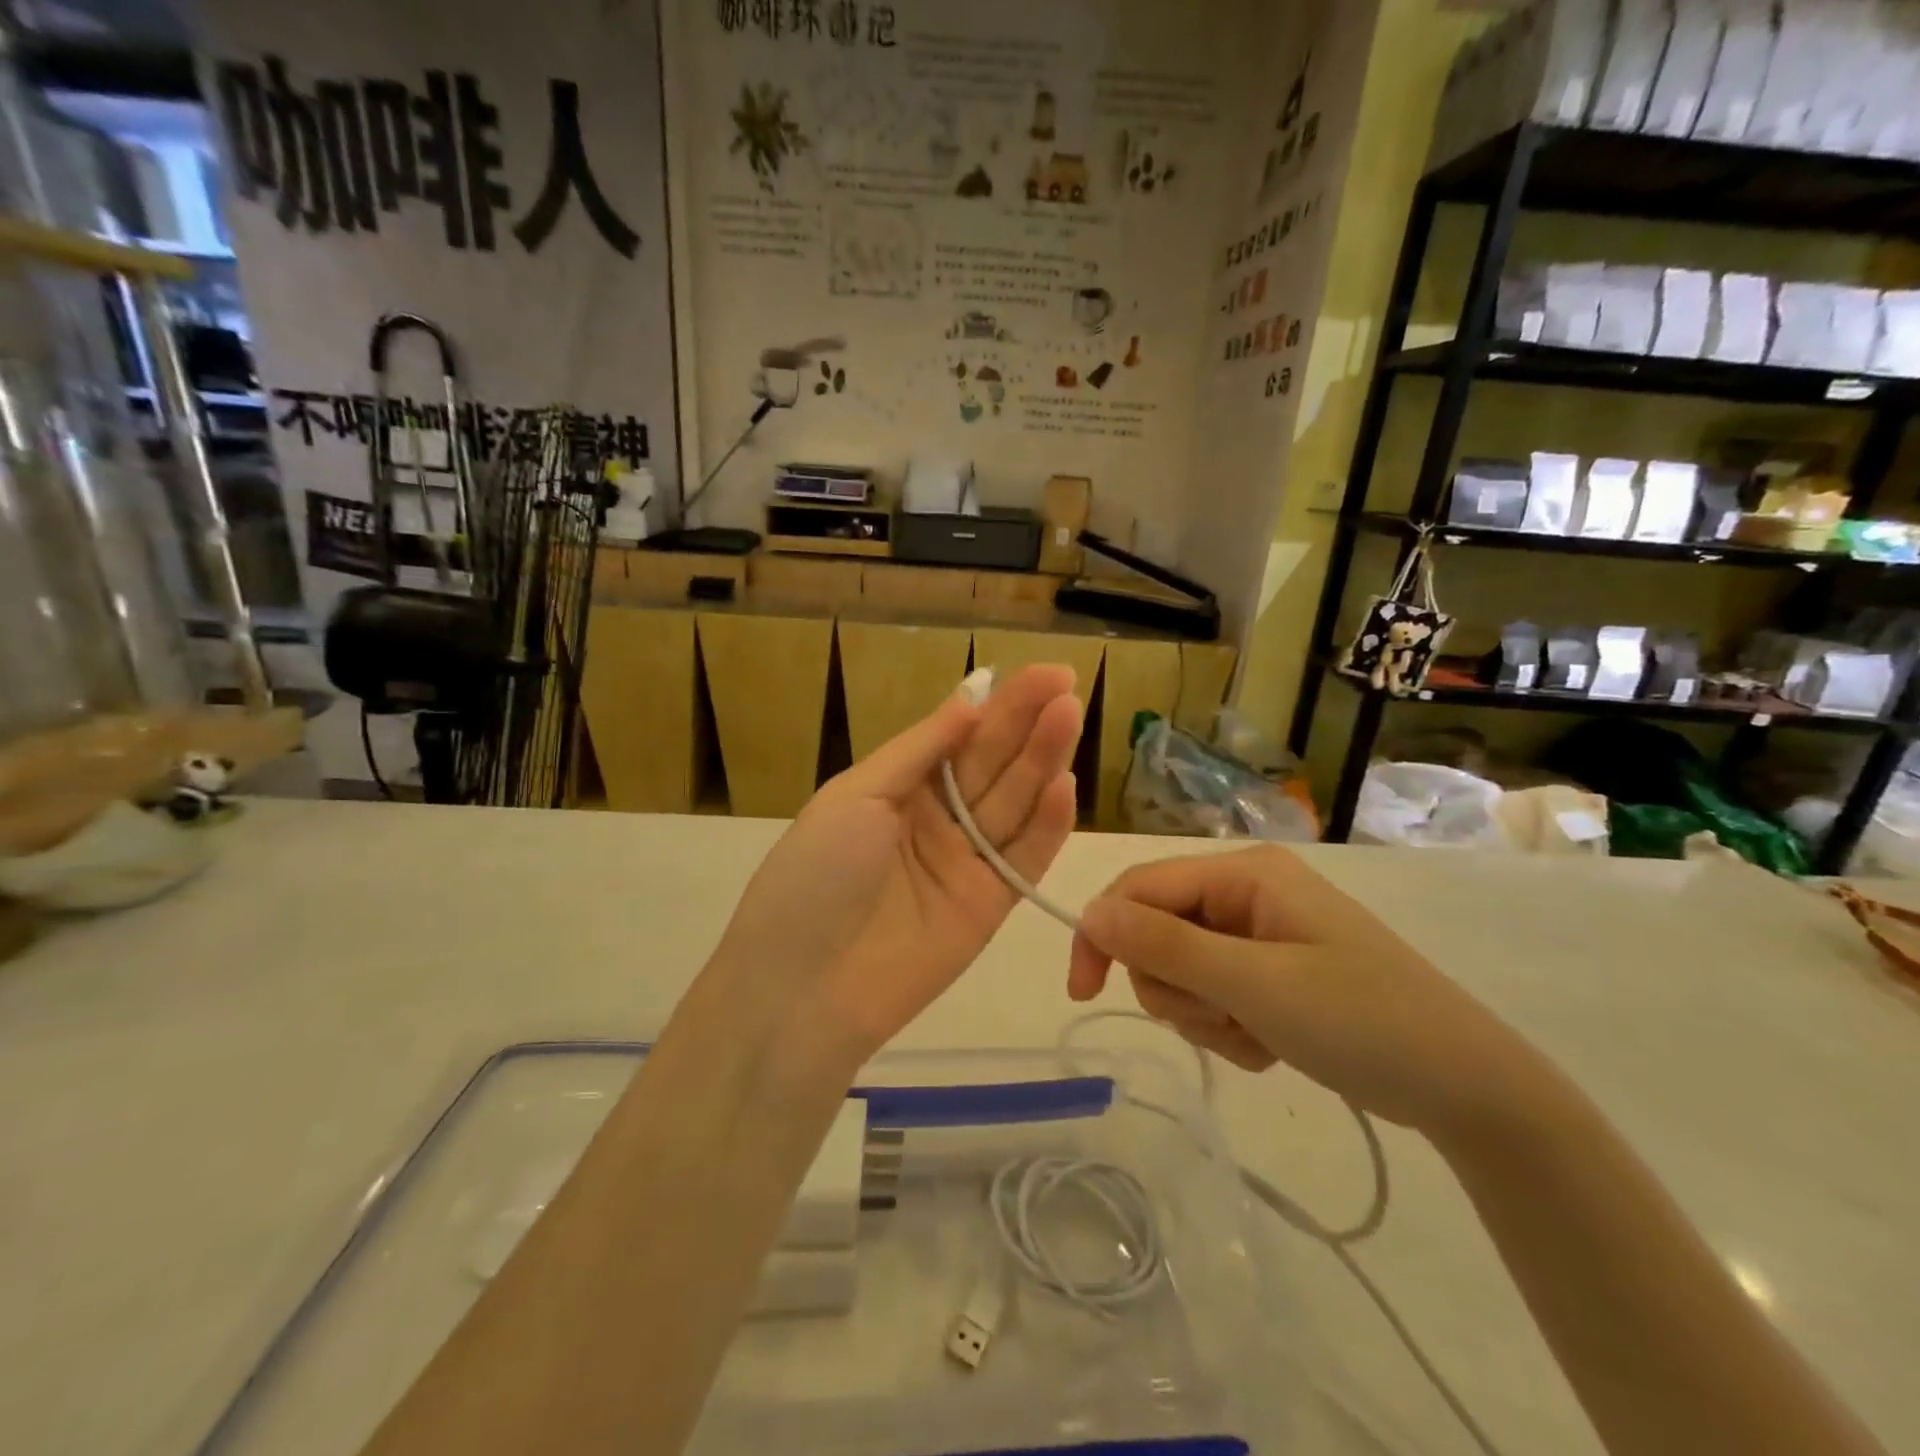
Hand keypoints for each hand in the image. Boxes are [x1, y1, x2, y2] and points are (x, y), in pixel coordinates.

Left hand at [704, 665, 1082, 1069]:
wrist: (803, 986)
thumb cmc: (817, 874)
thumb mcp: (857, 795)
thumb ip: (921, 749)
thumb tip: (971, 699)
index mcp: (899, 786)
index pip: (961, 736)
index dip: (1000, 705)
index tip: (1045, 673)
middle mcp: (937, 818)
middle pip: (992, 764)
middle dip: (1028, 724)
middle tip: (1067, 687)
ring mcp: (966, 861)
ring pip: (1013, 804)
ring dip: (1042, 762)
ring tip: (1070, 717)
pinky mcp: (991, 904)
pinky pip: (1024, 858)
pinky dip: (1046, 825)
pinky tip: (1065, 785)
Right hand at [1068, 847, 1546, 1140]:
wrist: (1464, 1089)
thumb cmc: (1362, 1021)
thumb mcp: (1255, 984)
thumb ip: (1166, 945)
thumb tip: (1089, 912)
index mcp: (1243, 873)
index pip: (1141, 887)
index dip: (1104, 934)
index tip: (1084, 992)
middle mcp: (1245, 893)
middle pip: (1157, 931)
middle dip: (1177, 986)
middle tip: (1224, 1018)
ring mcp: (1258, 934)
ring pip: (1180, 971)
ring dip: (1206, 1014)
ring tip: (1259, 1037)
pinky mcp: (1269, 973)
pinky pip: (1212, 996)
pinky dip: (1230, 1029)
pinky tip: (1273, 1047)